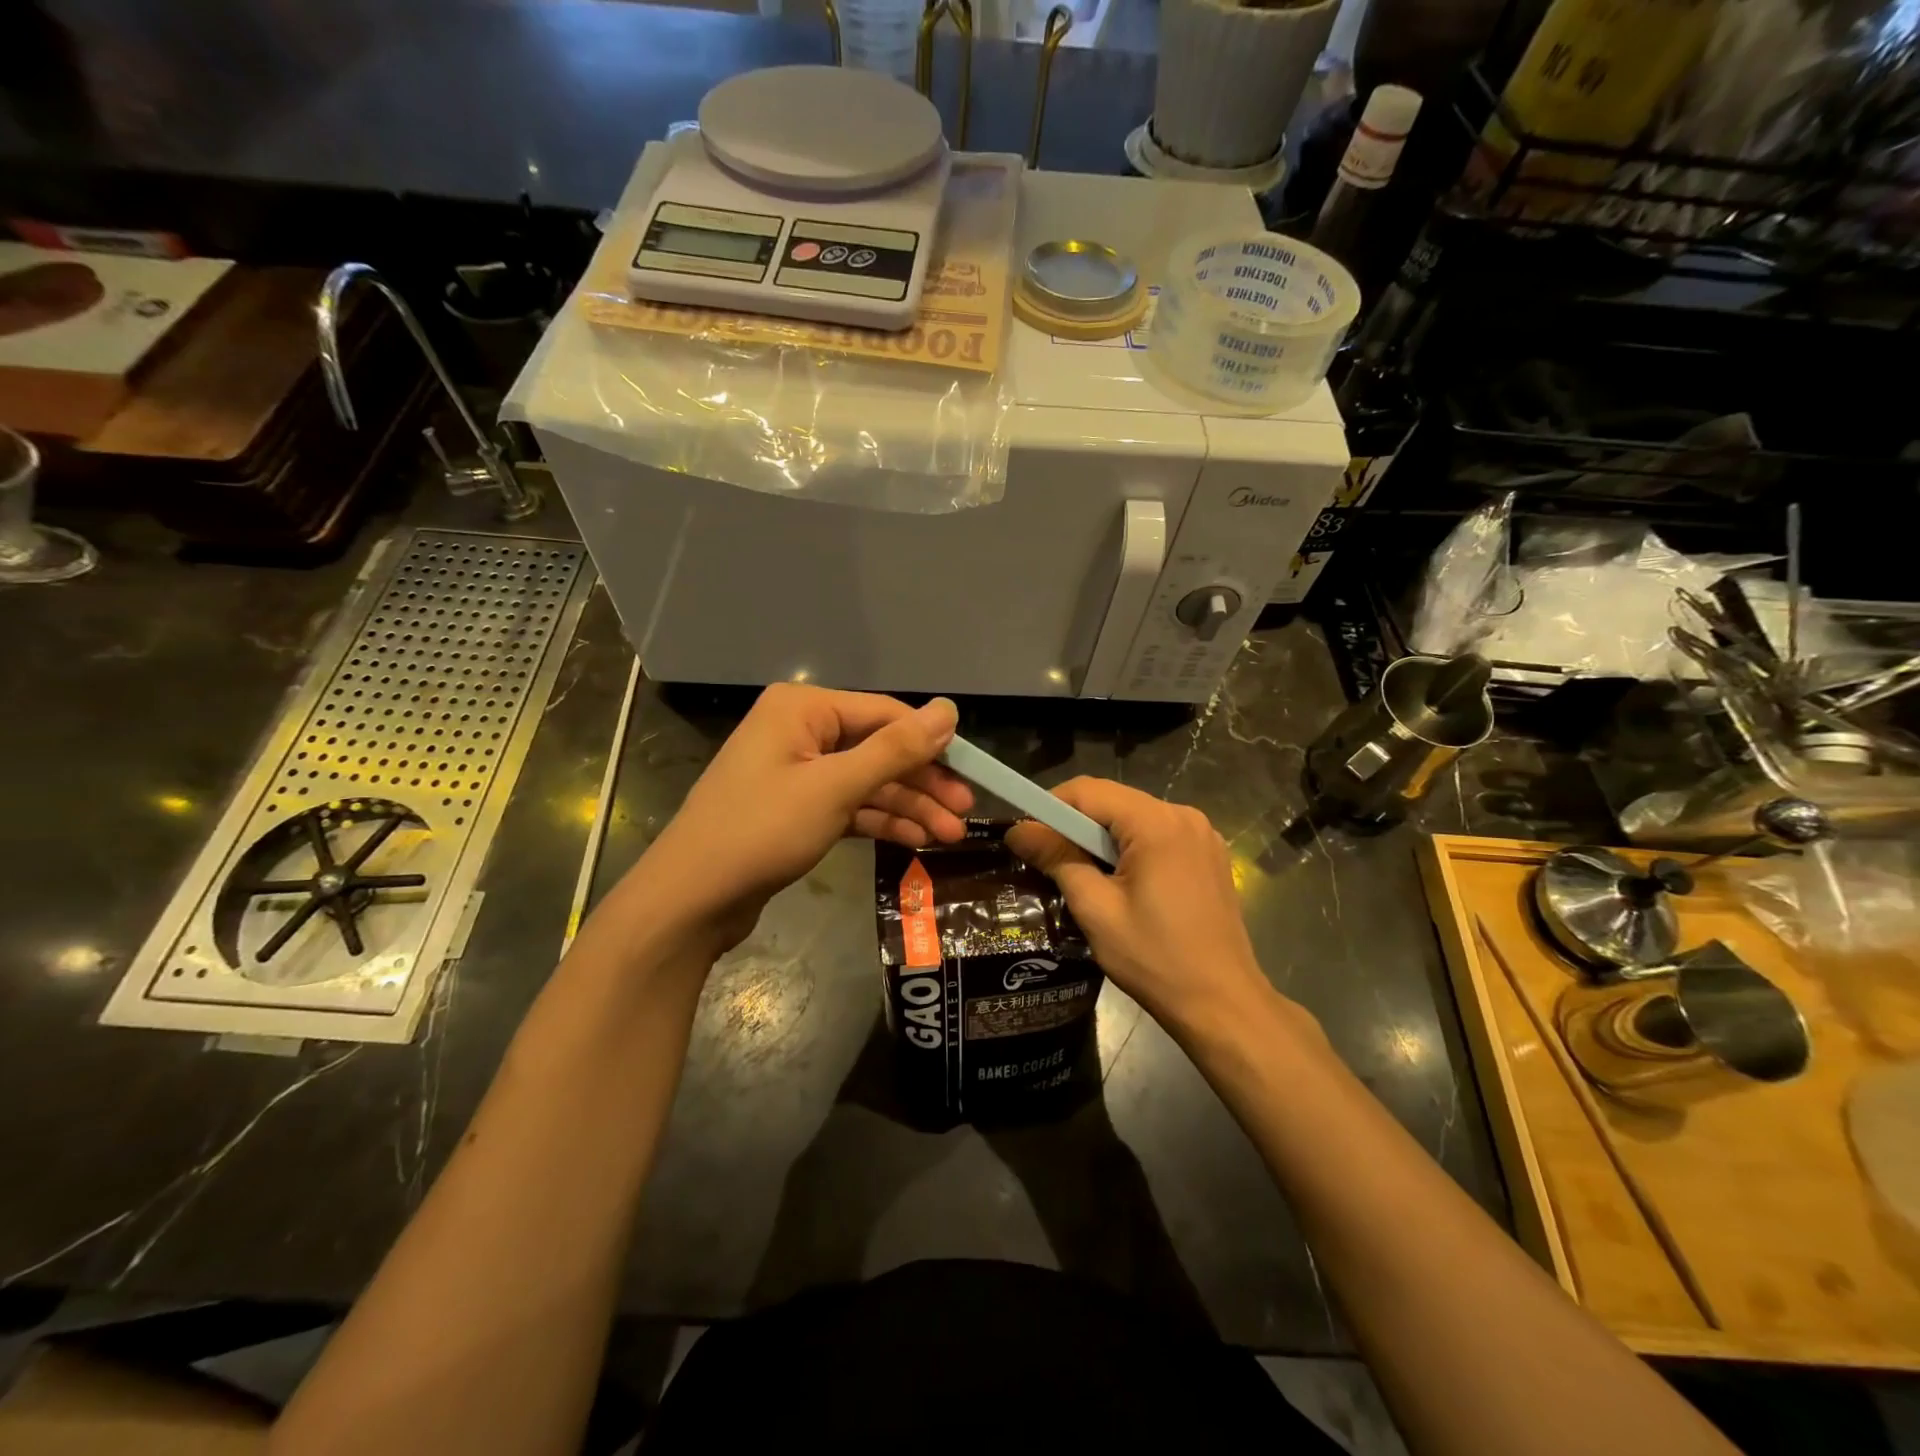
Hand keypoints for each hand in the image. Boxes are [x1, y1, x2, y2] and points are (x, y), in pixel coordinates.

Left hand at [635, 685, 972, 951]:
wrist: (691, 900)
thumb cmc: (762, 831)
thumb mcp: (835, 787)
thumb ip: (895, 749)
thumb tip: (949, 710)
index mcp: (804, 709)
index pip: (885, 714)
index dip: (932, 743)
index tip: (973, 772)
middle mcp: (801, 732)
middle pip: (878, 749)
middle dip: (922, 783)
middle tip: (965, 812)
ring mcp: (797, 772)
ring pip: (866, 782)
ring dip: (908, 807)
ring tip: (950, 836)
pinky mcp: (796, 809)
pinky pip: (848, 806)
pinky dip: (879, 821)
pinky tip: (915, 841)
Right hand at [1005, 778, 1288, 1040]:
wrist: (1222, 1004)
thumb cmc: (1155, 959)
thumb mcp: (1095, 909)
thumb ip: (1057, 859)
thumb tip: (1017, 831)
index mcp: (1156, 823)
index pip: (1088, 790)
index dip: (1049, 806)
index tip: (1026, 836)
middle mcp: (1183, 815)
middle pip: (1113, 801)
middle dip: (1075, 824)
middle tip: (1047, 860)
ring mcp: (1202, 834)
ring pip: (1134, 817)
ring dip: (1102, 838)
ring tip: (1081, 876)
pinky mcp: (1209, 854)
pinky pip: (1158, 835)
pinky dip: (1131, 848)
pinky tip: (1122, 884)